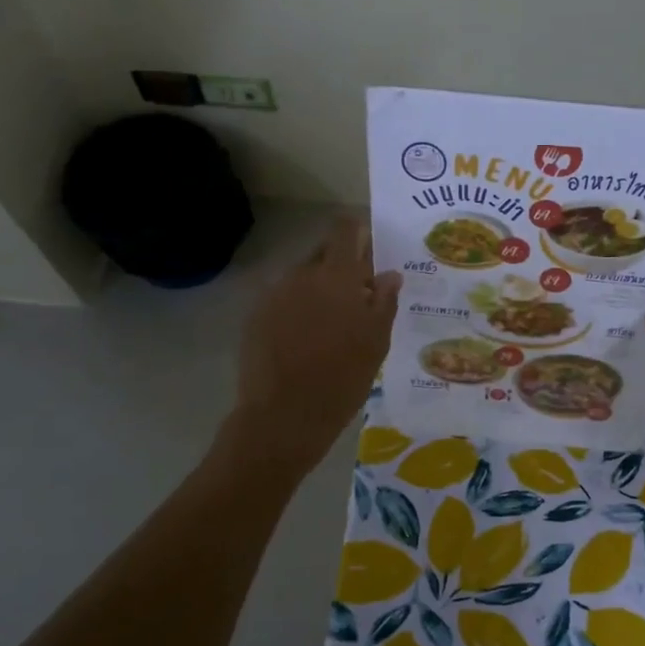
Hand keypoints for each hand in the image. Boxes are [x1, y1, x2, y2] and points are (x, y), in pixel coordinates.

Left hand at [230, 216, 401, 473]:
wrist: (283, 416)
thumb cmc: (342, 378)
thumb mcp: (376, 342)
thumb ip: (384, 301)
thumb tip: (389, 274)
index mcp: (335, 275)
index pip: (345, 229)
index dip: (358, 231)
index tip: (372, 249)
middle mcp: (301, 275)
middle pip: (324, 254)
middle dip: (342, 267)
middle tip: (359, 296)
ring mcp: (274, 295)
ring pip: (303, 279)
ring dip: (320, 291)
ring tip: (333, 324)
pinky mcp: (255, 317)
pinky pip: (284, 301)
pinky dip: (298, 310)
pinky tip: (306, 340)